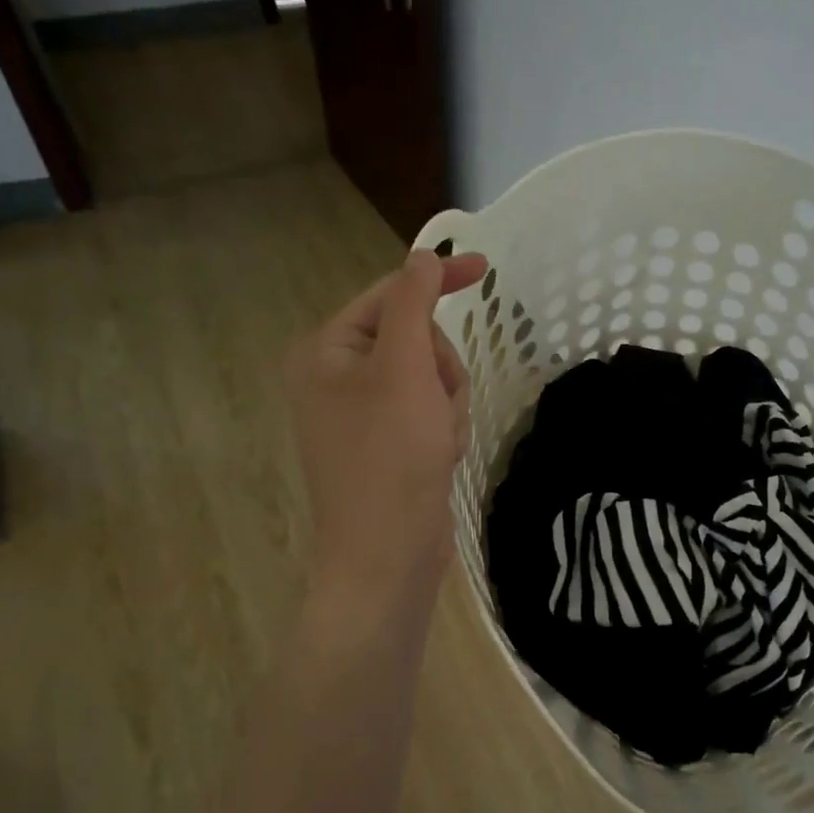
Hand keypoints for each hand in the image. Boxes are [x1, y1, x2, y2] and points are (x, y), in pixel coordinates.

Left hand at [292, 249, 488, 612]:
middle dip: (441, 368)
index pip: (389, 295)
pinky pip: (430, 411)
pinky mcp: (388, 444)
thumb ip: (412, 303)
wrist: (388, 555)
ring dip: (448, 402)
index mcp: (327, 352)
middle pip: (416, 339)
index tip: (486, 269)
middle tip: (439, 401)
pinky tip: (440, 456)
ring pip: (431, 377)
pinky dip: (444, 428)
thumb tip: (422, 257)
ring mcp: (364, 414)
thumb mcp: (403, 367)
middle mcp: (338, 378)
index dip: (437, 280)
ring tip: (439, 438)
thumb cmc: (391, 456)